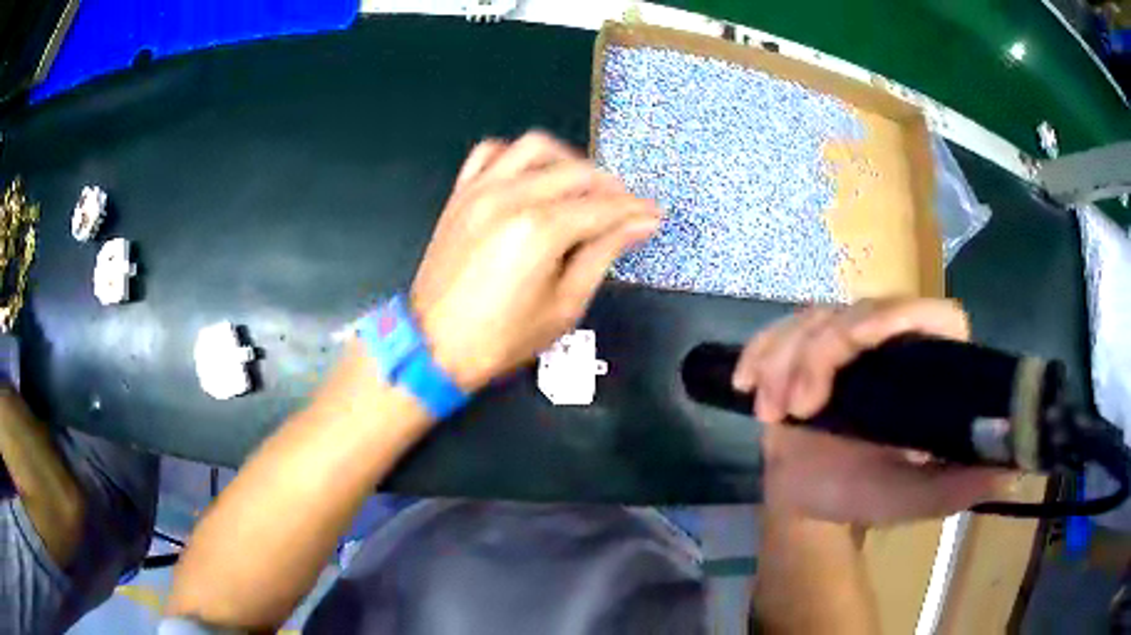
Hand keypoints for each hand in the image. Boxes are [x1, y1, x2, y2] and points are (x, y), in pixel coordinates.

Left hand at [411, 132, 660, 390]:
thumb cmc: (501, 338)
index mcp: (539, 230)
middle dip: (610, 187)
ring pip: (535, 147)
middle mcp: (510, 197)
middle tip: (624, 210)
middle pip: (576, 172)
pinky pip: (490, 153)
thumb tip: (639, 224)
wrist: (433, 345)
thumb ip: (603, 254)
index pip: (603, 207)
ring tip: (581, 187)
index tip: (653, 214)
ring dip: (568, 161)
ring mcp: (481, 190)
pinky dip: (517, 156)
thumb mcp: (565, 305)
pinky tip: (531, 177)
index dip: (635, 210)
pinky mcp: (462, 194)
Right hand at [732, 298, 1007, 523]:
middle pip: (859, 310)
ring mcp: (844, 341)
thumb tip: (1014, 464)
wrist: (809, 502)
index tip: (856, 345)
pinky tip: (745, 384)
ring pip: (813, 317)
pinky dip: (759, 353)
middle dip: (819, 353)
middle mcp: (890, 343)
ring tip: (772, 414)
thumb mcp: (916, 499)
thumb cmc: (864, 497)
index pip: (932, 314)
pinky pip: (778, 331)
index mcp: (927, 367)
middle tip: (795, 408)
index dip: (898, 316)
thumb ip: (960, 484)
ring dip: (784, 360)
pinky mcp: (804, 348)